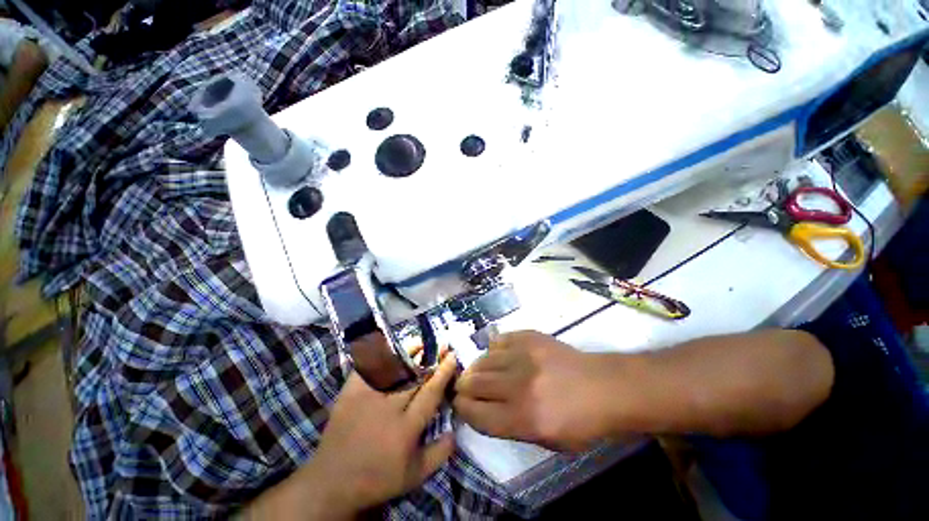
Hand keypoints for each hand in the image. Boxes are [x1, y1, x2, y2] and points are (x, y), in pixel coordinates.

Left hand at [246, 342, 457, 519]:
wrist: (332, 483)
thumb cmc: (377, 479)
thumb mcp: (414, 476)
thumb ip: (439, 454)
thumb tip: (455, 429)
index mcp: (406, 429)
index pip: (431, 393)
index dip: (443, 372)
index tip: (452, 357)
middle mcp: (389, 408)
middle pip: (415, 376)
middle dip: (431, 358)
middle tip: (441, 345)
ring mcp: (367, 398)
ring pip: (393, 368)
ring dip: (409, 353)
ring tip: (421, 342)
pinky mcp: (350, 393)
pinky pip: (368, 368)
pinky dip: (380, 356)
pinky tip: (391, 349)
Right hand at [453, 330, 613, 451]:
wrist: (604, 387)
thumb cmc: (579, 423)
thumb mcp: (545, 440)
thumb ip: (508, 425)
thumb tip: (480, 408)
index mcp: (523, 418)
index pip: (474, 413)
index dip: (461, 409)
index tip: (460, 404)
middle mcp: (519, 385)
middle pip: (472, 383)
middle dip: (463, 387)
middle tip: (466, 388)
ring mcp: (523, 356)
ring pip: (482, 359)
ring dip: (477, 368)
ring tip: (483, 372)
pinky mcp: (529, 337)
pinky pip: (499, 340)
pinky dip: (495, 350)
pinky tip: (502, 356)